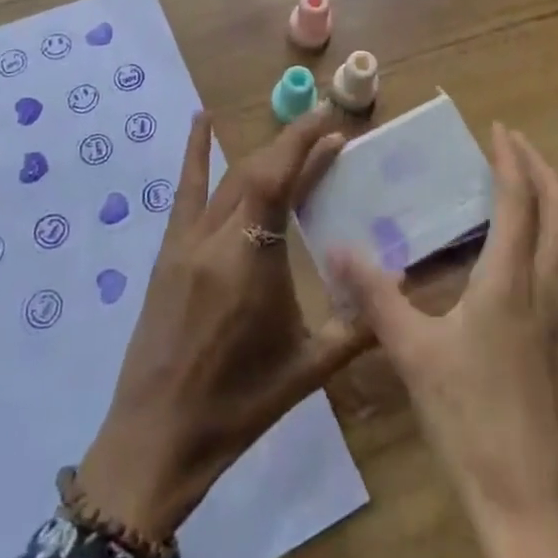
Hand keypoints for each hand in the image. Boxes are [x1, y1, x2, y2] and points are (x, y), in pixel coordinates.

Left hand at [78, 109, 368, 541]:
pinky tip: (201, 120)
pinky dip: (196, 153)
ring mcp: (187, 242)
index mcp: (251, 263)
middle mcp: (217, 240)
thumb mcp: (307, 370)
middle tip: (329, 134)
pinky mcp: (168, 251)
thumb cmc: (238, 406)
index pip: (278, 181)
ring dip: (264, 153)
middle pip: (257, 172)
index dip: (303, 143)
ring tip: (295, 135)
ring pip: (229, 179)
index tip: (330, 120)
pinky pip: (186, 192)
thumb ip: (357, 326)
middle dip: (295, 145)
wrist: (156, 437)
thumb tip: (401, 289)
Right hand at [330, 125, 557, 557]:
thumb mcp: (414, 356)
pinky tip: (533, 255)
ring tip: (527, 187)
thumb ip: (376, 297)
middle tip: (515, 146)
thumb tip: (337, 250)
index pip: (520, 198)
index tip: (499, 128)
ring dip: (557, 198)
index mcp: (513, 280)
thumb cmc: (473, 424)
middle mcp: (552, 286)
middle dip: (542, 167)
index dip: (511, 157)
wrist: (540, 512)